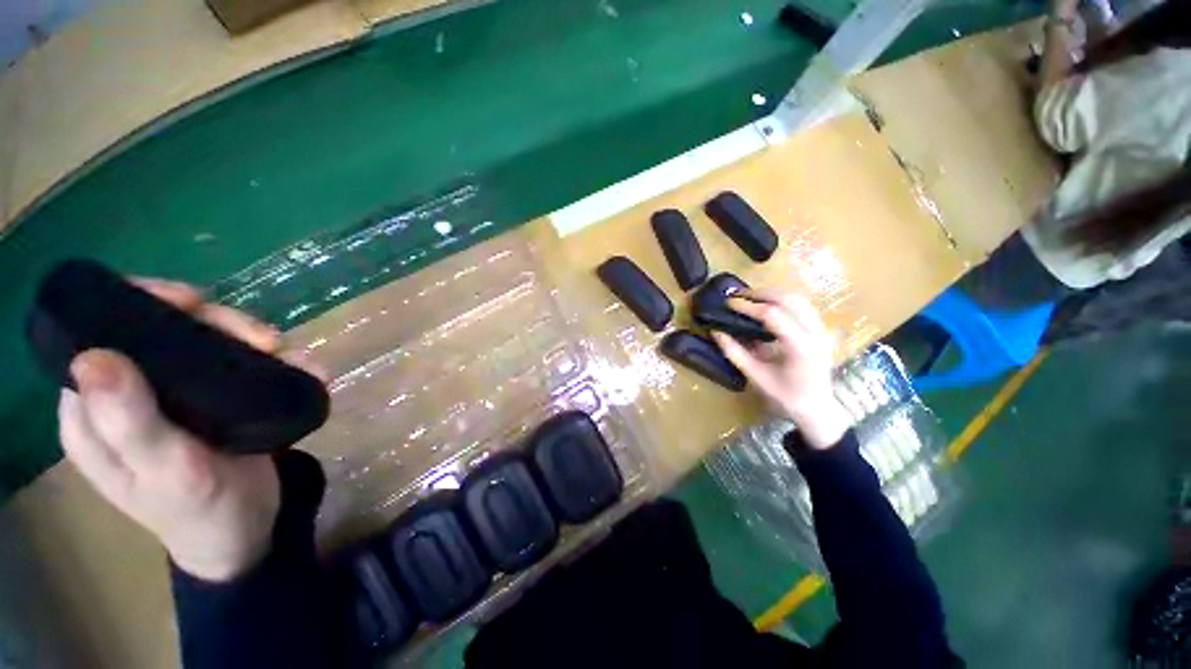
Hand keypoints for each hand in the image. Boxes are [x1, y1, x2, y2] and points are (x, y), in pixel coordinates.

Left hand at [58, 278, 322, 581]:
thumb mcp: (167, 473)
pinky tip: (302, 367)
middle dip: (216, 323)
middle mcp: (127, 394)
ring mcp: (171, 395)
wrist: (246, 531)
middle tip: (266, 340)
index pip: (101, 333)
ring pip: (204, 340)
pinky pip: (237, 361)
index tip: (195, 304)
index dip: (143, 307)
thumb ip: (129, 424)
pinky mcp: (209, 399)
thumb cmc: (200, 511)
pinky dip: (272, 358)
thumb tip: (93, 358)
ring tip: (290, 355)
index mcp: (94, 411)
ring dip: (250, 338)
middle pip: (162, 329)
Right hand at [711, 291, 851, 449]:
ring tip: (750, 298)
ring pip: (798, 298)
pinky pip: (803, 305)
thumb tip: (716, 332)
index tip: (729, 304)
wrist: (818, 409)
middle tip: (738, 296)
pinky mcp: (821, 330)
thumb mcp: (756, 377)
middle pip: (789, 299)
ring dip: (773, 294)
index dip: (748, 307)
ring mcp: (822, 329)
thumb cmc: (786, 397)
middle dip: (761, 293)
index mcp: (800, 347)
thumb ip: (735, 353)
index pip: (772, 315)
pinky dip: (783, 300)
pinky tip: (768, 306)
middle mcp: (815, 333)